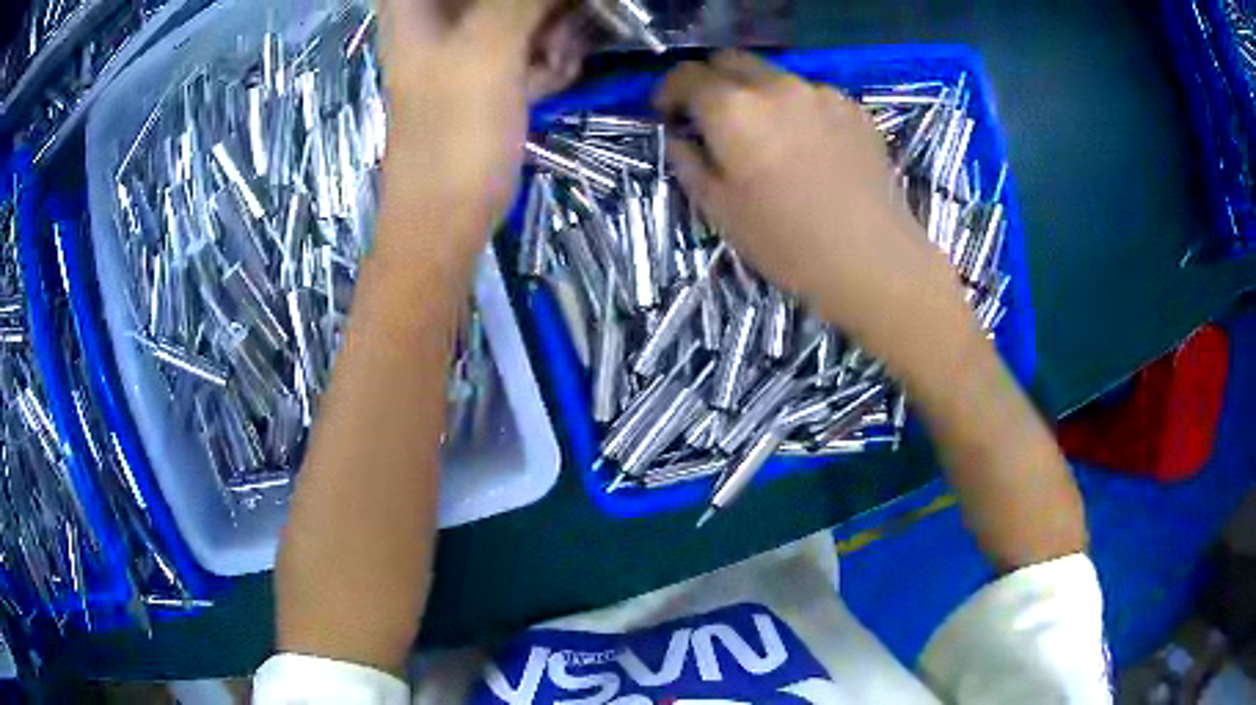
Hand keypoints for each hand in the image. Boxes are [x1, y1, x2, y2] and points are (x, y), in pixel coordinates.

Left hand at [379, 0, 582, 255]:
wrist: (448, 217)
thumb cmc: (453, 135)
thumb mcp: (488, 48)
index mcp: (418, 2)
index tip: (526, 15)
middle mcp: (441, 13)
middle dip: (545, 9)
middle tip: (551, 34)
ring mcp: (468, 39)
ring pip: (529, 8)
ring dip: (554, 30)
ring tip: (548, 64)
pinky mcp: (491, 66)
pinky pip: (535, 38)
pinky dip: (549, 56)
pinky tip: (545, 82)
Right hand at [655, 51, 966, 358]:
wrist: (872, 259)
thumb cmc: (788, 243)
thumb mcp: (720, 211)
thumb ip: (689, 163)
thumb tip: (680, 137)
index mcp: (733, 110)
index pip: (686, 75)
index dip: (668, 90)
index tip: (668, 113)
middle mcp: (775, 86)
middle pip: (730, 60)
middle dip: (711, 81)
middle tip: (711, 117)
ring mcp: (820, 92)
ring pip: (773, 76)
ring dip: (756, 94)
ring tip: (767, 134)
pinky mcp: (853, 107)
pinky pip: (811, 94)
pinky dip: (797, 108)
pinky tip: (809, 145)